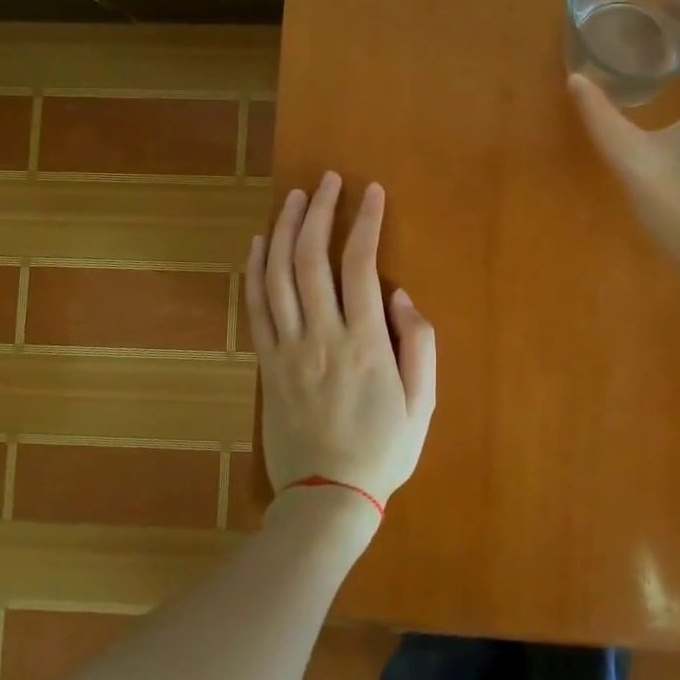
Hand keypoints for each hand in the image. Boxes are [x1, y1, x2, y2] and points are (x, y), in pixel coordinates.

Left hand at [244, 171, 436, 510]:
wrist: (326, 499)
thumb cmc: (384, 450)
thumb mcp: (423, 403)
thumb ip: (420, 344)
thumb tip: (401, 295)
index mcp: (365, 343)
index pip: (360, 265)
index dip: (365, 221)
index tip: (371, 190)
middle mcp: (321, 336)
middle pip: (312, 259)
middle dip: (320, 212)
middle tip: (327, 180)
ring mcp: (288, 349)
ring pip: (279, 276)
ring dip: (285, 230)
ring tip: (295, 197)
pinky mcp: (267, 364)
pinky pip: (256, 309)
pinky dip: (255, 271)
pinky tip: (260, 243)